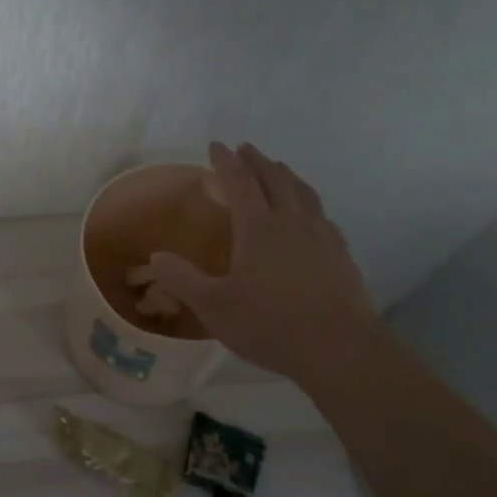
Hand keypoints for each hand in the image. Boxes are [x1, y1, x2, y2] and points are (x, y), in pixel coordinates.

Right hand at [147, 142, 380, 392]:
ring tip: (278, 169)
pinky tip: (310, 213)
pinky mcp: (340, 254)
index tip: (217, 146)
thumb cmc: (270, 325)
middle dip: (257, 161)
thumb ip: (182, 279)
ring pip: (303, 192)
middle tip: (246, 149)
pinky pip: (321, 214)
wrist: (340, 350)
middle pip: (275, 179)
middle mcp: (292, 222)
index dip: (226, 162)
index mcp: (259, 228)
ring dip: (286, 175)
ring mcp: (322, 236)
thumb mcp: (214, 306)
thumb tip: (155, 256)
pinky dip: (308, 201)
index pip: (240, 182)